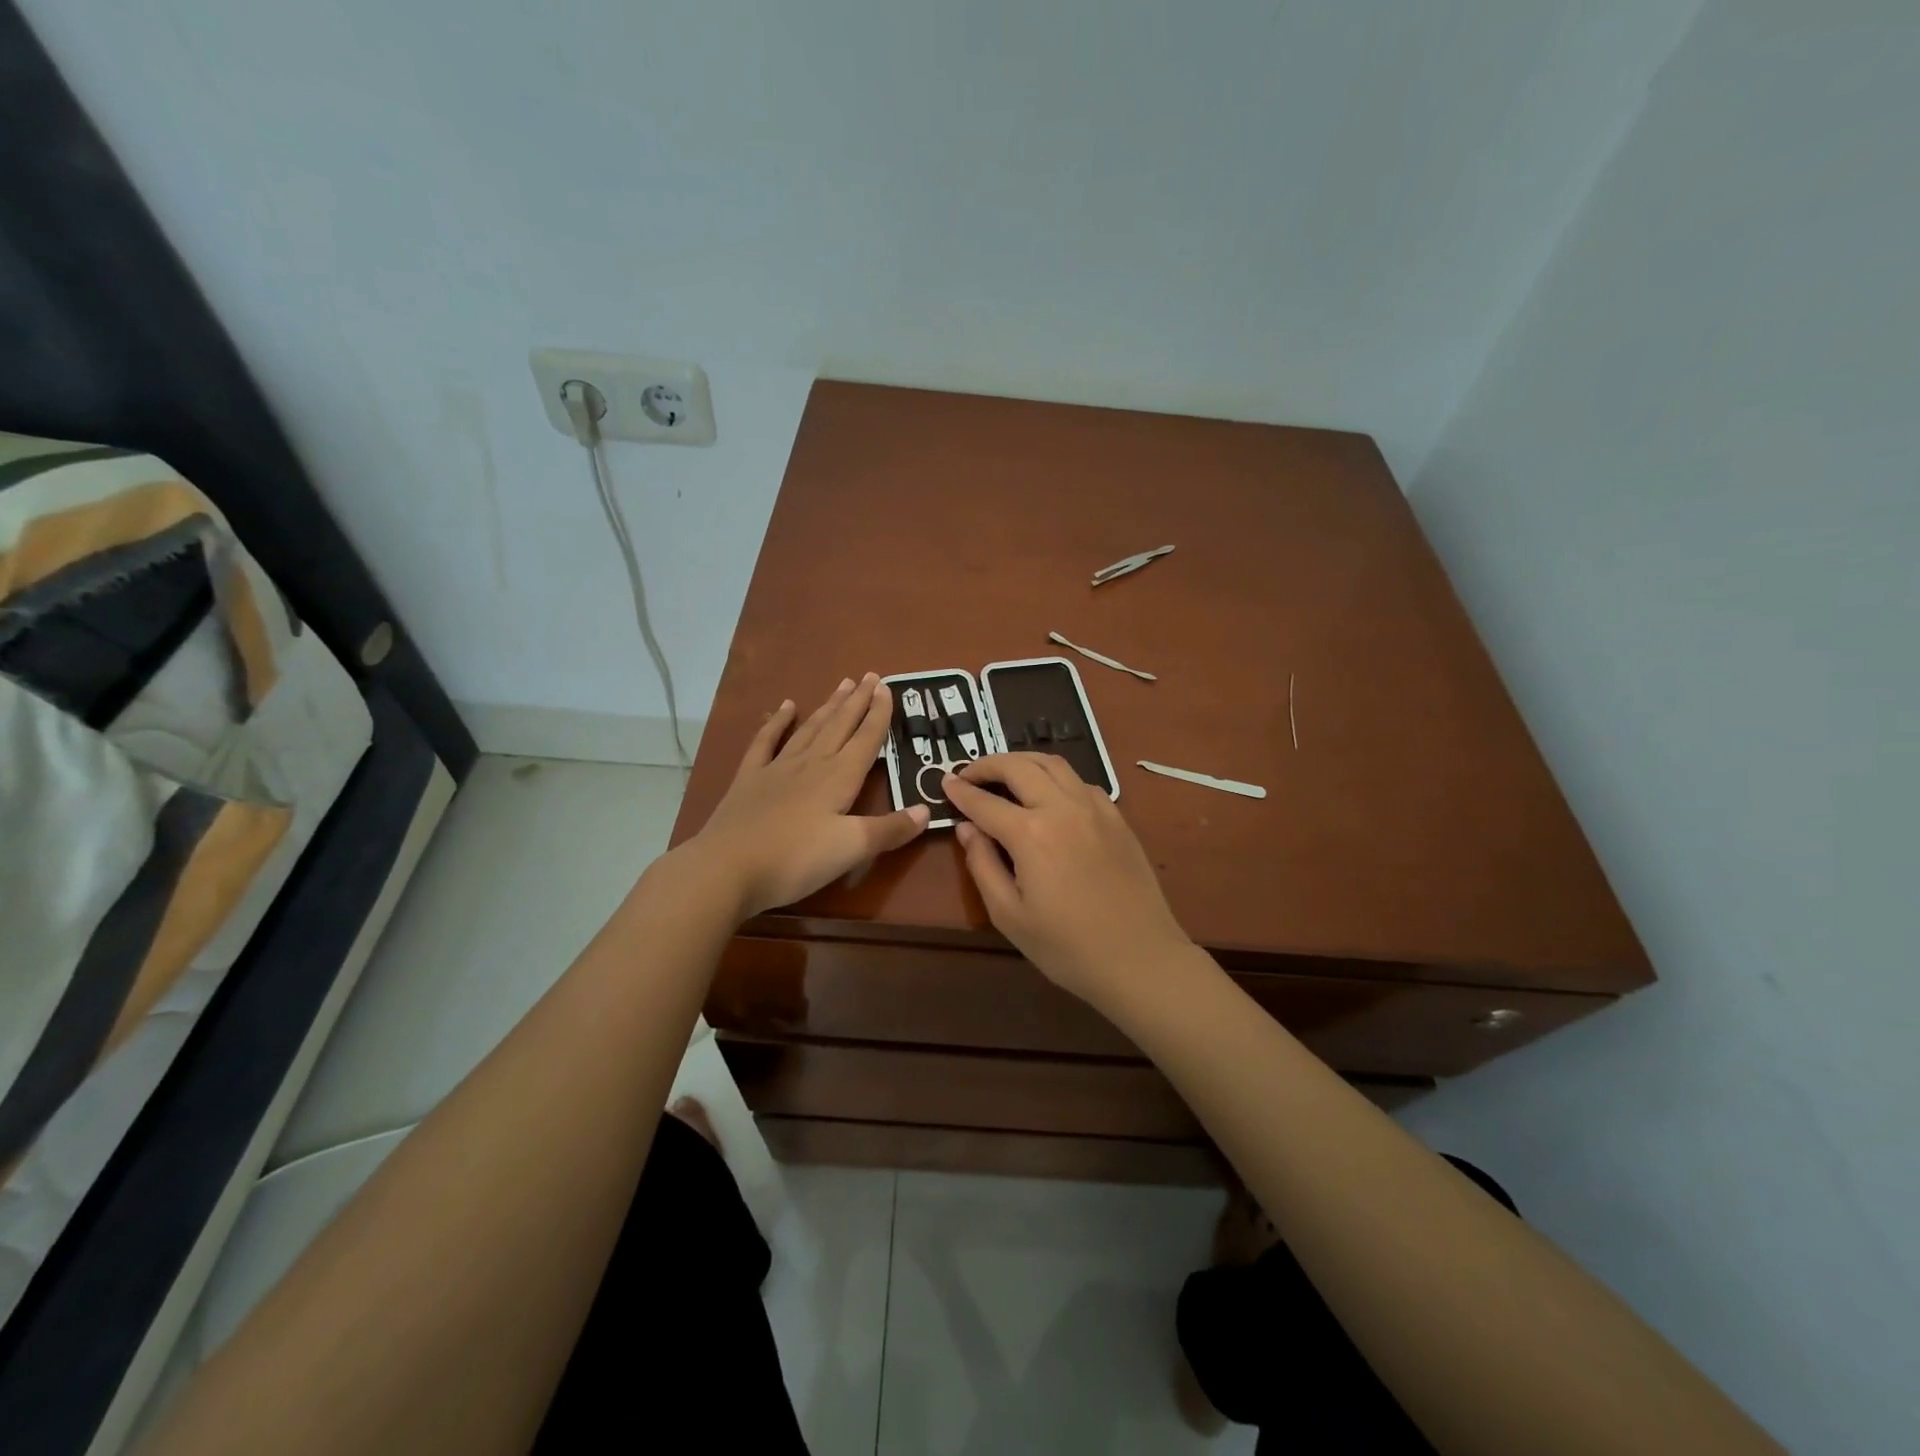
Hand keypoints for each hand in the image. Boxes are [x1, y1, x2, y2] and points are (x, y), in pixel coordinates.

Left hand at [687, 674, 928, 916]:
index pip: (866, 739)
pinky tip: (785, 707)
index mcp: (839, 778)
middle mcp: (811, 764)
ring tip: (842, 685)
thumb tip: (926, 810)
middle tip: (869, 676)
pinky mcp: (750, 779)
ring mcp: (777, 768)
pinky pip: (766, 742)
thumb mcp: (852, 849)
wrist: (727, 868)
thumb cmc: (796, 859)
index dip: (879, 714)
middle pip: (840, 726)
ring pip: (809, 729)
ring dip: (828, 707)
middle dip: (857, 701)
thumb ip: (890, 829)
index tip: (887, 687)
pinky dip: (777, 722)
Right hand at [943, 754, 1194, 1009]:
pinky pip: (1080, 781)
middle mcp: (1062, 808)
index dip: (960, 791)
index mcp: (1030, 833)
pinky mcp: (1117, 817)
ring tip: (1005, 774)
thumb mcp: (1009, 915)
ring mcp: (1094, 808)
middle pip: (1019, 766)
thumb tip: (967, 828)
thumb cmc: (1067, 947)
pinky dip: (1055, 777)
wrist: (1140, 959)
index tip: (944, 783)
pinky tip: (1049, 795)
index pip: (985, 802)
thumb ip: (982, 865)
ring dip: (1022, 761)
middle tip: (968, 773)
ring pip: (1053, 763)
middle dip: (988, 764)